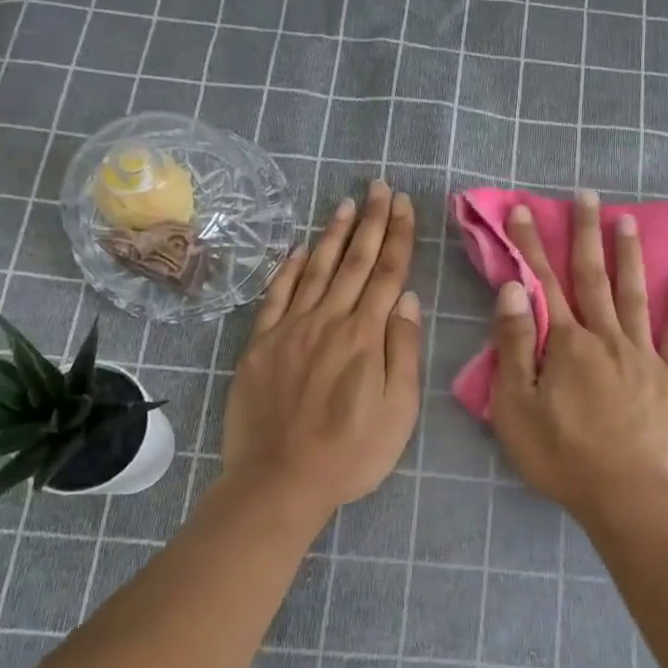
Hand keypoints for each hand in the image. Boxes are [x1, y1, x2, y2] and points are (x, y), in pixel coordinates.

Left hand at [221, 180, 422, 515]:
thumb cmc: (351, 453)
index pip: (386, 273)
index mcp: (365, 337)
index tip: (403, 204)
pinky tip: (299, 249)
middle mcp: (328, 321)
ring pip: (316, 270)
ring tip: (346, 203)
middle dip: (370, 221)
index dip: (397, 236)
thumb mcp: (398, 411)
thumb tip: (407, 299)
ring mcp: (290, 330)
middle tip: (378, 187)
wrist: (279, 481)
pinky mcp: (260, 344)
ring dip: (332, 234)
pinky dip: (288, 268)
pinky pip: (276, 296)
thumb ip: (402, 351)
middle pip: (354, 262)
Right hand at [487, 191, 667, 523]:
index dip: (532, 245)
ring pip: (635, 295)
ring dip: (629, 256)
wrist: (626, 496)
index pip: (545, 283)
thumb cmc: (562, 457)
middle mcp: (607, 337)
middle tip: (588, 195)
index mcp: (567, 344)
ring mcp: (644, 355)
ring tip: (628, 220)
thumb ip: (516, 344)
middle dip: (586, 234)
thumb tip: (514, 288)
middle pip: (593, 277)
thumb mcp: (517, 407)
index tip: (525, 210)